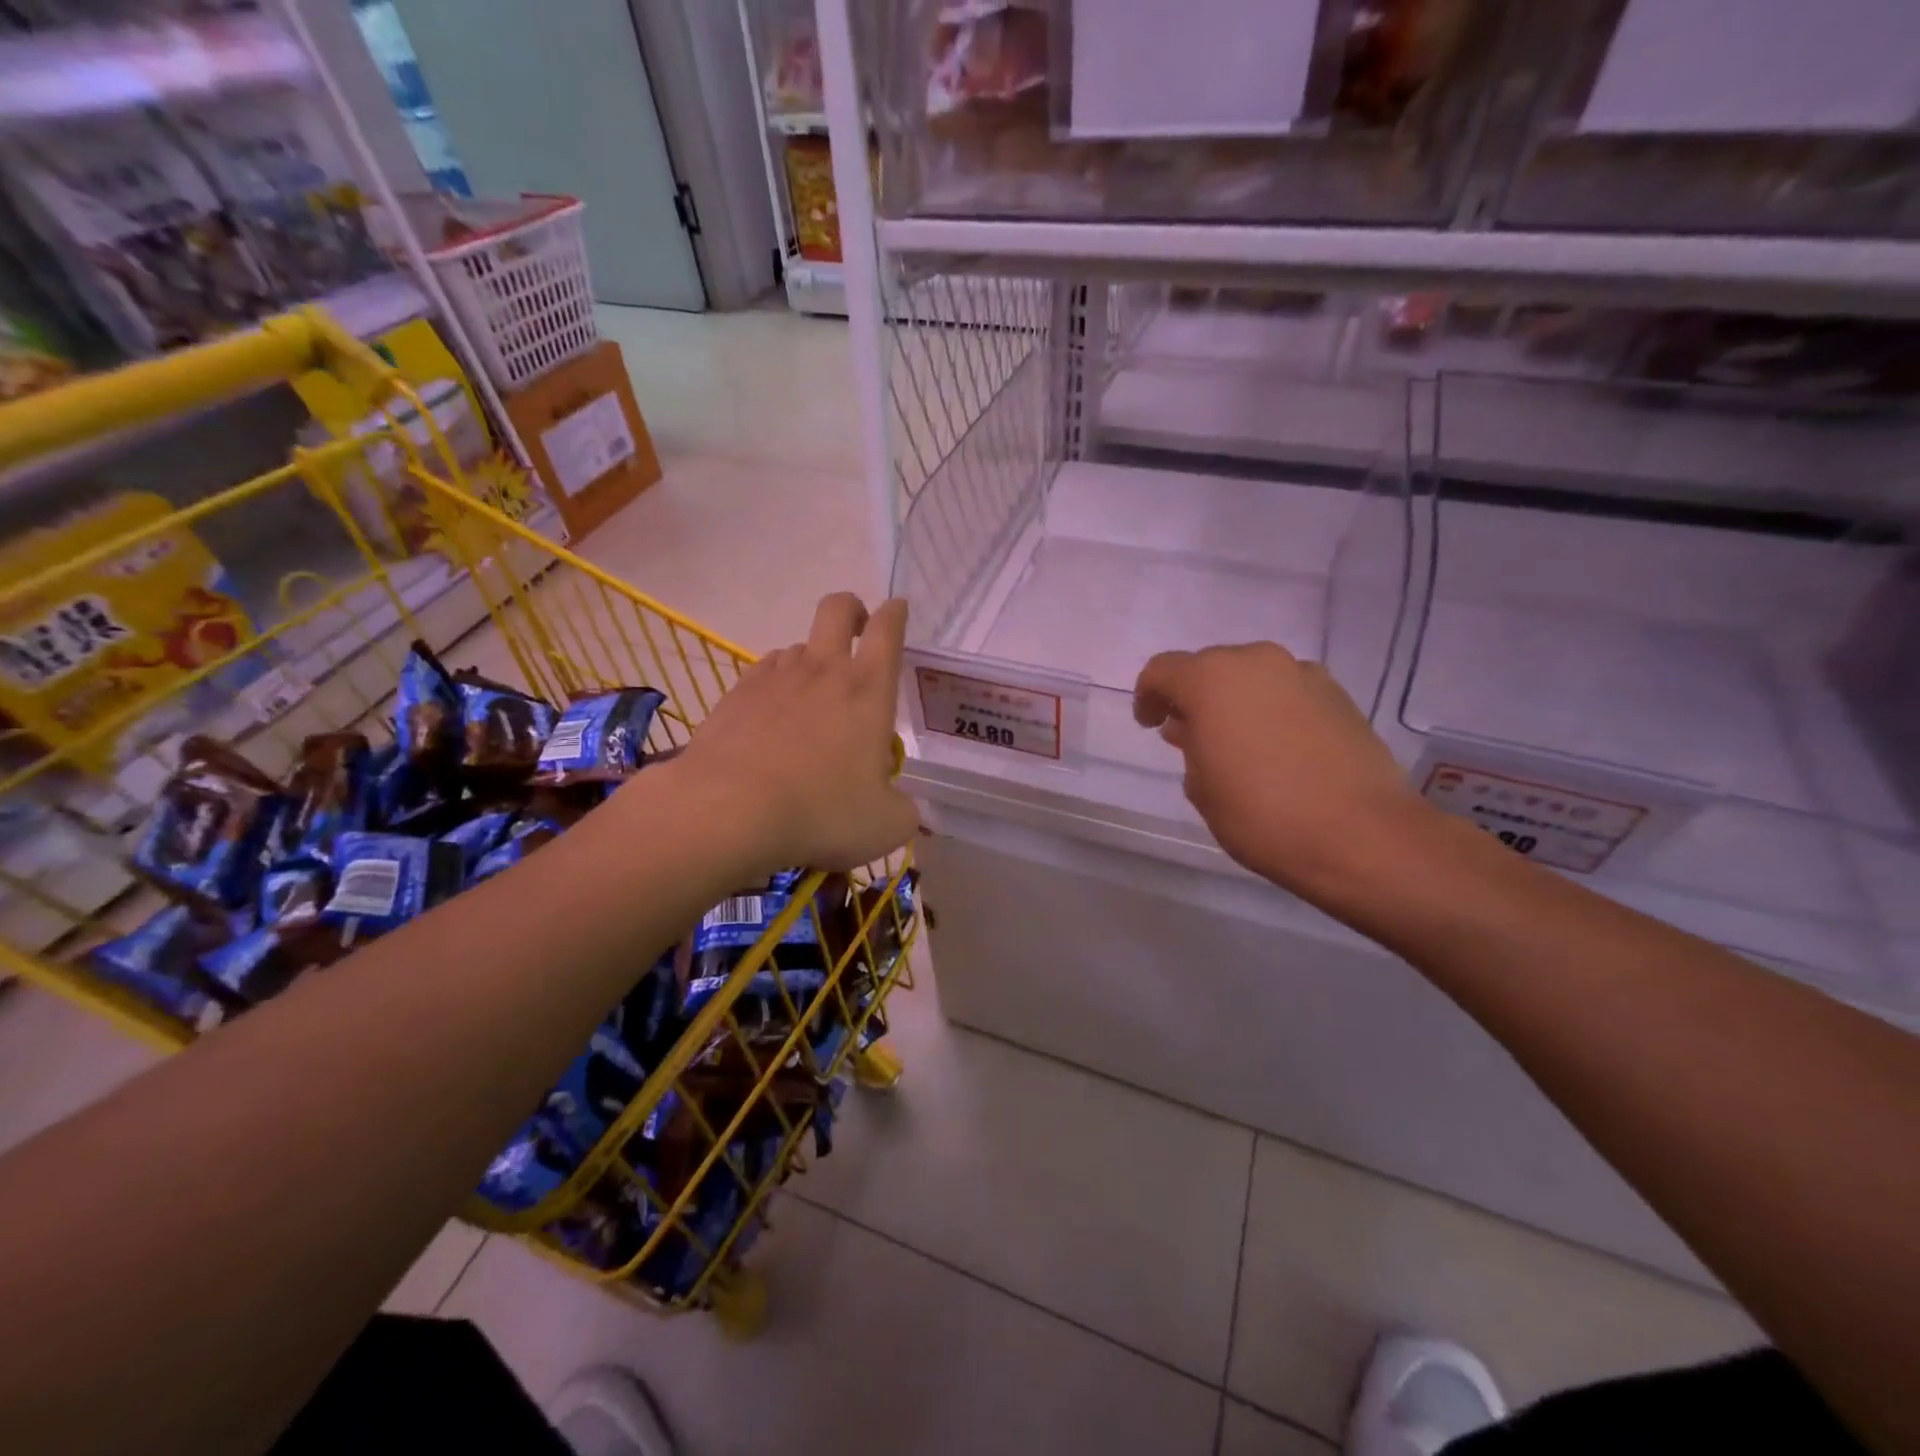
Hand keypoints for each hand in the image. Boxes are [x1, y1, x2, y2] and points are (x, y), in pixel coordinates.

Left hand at [668, 592, 918, 875]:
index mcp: (868, 690)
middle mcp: (822, 670)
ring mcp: (774, 677)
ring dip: (811, 660)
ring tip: (812, 701)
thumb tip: (899, 805)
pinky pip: (763, 673)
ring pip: (797, 646)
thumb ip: (903, 810)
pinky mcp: (736, 694)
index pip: (889, 631)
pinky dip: (775, 686)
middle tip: (858, 631)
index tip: (898, 609)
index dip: (896, 614)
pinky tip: (772, 720)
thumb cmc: (821, 811)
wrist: (728, 811)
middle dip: (852, 609)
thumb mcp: (886, 825)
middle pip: (837, 608)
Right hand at [1134, 643, 1429, 897]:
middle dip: (1194, 695)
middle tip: (1191, 734)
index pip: (1163, 671)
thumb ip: (1190, 746)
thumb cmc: (1261, 814)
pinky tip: (1279, 747)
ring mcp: (1303, 674)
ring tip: (1237, 741)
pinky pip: (1289, 691)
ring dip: (1236, 700)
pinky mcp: (1340, 695)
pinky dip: (1273, 708)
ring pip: (1253, 676)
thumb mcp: (1202, 787)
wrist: (1360, 834)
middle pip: (1210, 666)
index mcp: (1212, 679)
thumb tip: (1193, 729)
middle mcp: (1257, 662)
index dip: (1148, 696)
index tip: (1150, 724)